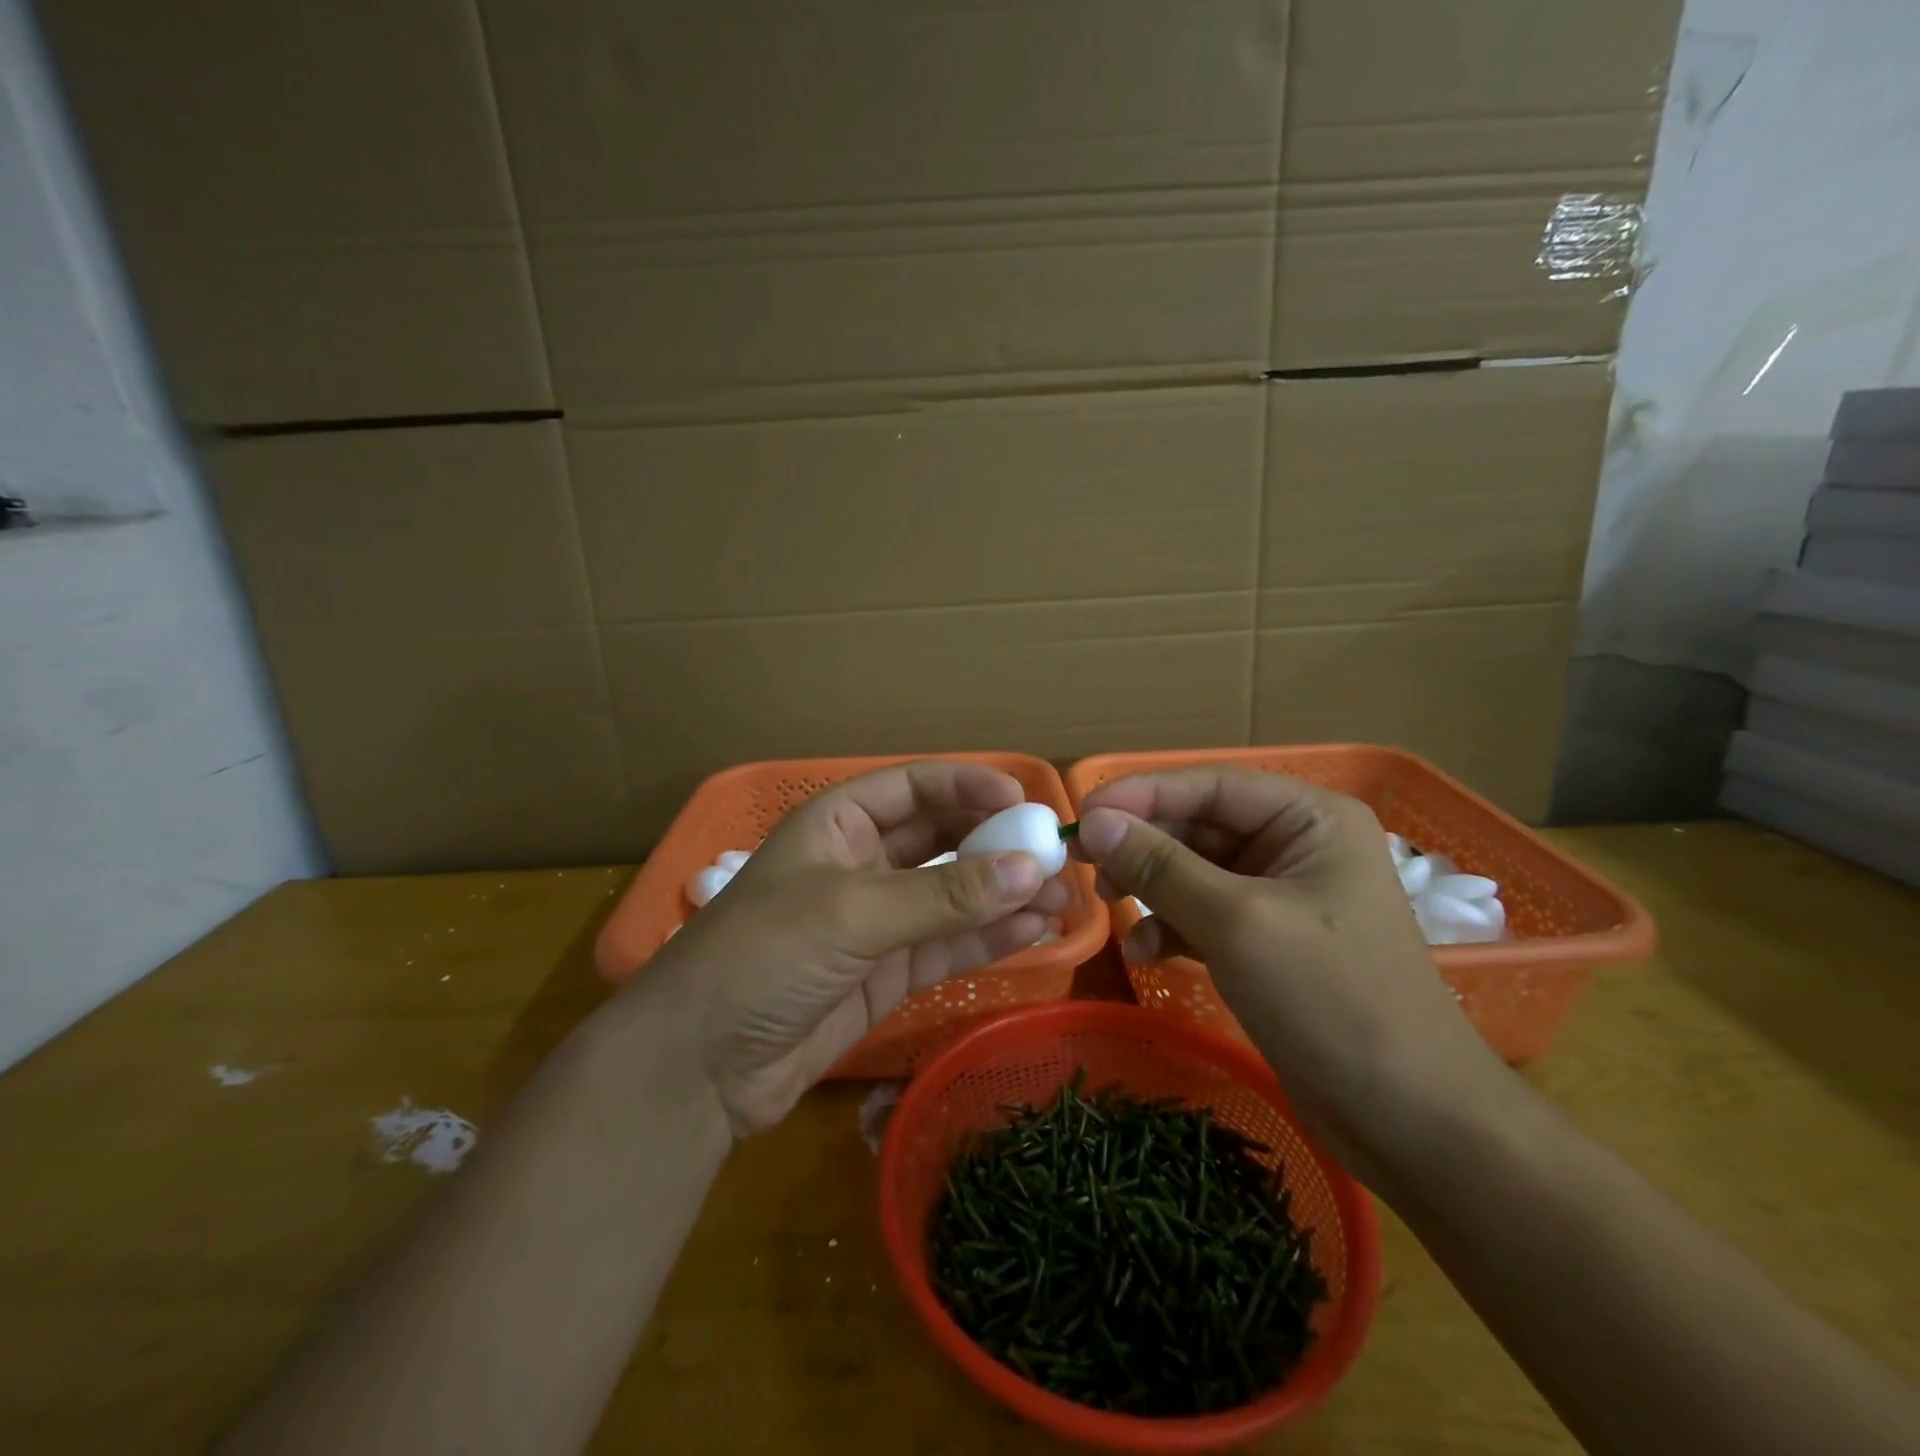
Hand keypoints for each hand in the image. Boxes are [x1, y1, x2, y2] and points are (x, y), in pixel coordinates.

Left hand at [640, 762, 1071, 1137]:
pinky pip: (949, 946)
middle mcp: (862, 863)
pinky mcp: (889, 974)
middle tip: (1055, 852)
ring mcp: (878, 922)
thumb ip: (943, 895)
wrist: (700, 1067)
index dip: (968, 787)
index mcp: (837, 823)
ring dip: (1004, 893)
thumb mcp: (851, 913)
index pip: (914, 788)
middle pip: (941, 839)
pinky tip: (1036, 929)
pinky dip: (990, 938)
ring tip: (1063, 895)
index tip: (1024, 800)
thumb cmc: (762, 956)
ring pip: (953, 896)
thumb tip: (1031, 869)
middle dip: (995, 843)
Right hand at [1074, 766, 1502, 1183]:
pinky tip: (1145, 953)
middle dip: (1141, 845)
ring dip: (1150, 887)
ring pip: (1194, 871)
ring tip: (1109, 907)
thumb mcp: (1237, 923)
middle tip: (1081, 863)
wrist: (1410, 1122)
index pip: (1210, 785)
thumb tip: (1094, 822)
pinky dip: (1170, 927)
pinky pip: (1203, 915)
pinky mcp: (1268, 942)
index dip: (1141, 794)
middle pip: (1198, 826)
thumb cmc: (1332, 1001)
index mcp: (1310, 819)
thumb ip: (1161, 867)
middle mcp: (1296, 846)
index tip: (1081, 814)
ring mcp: (1282, 896)